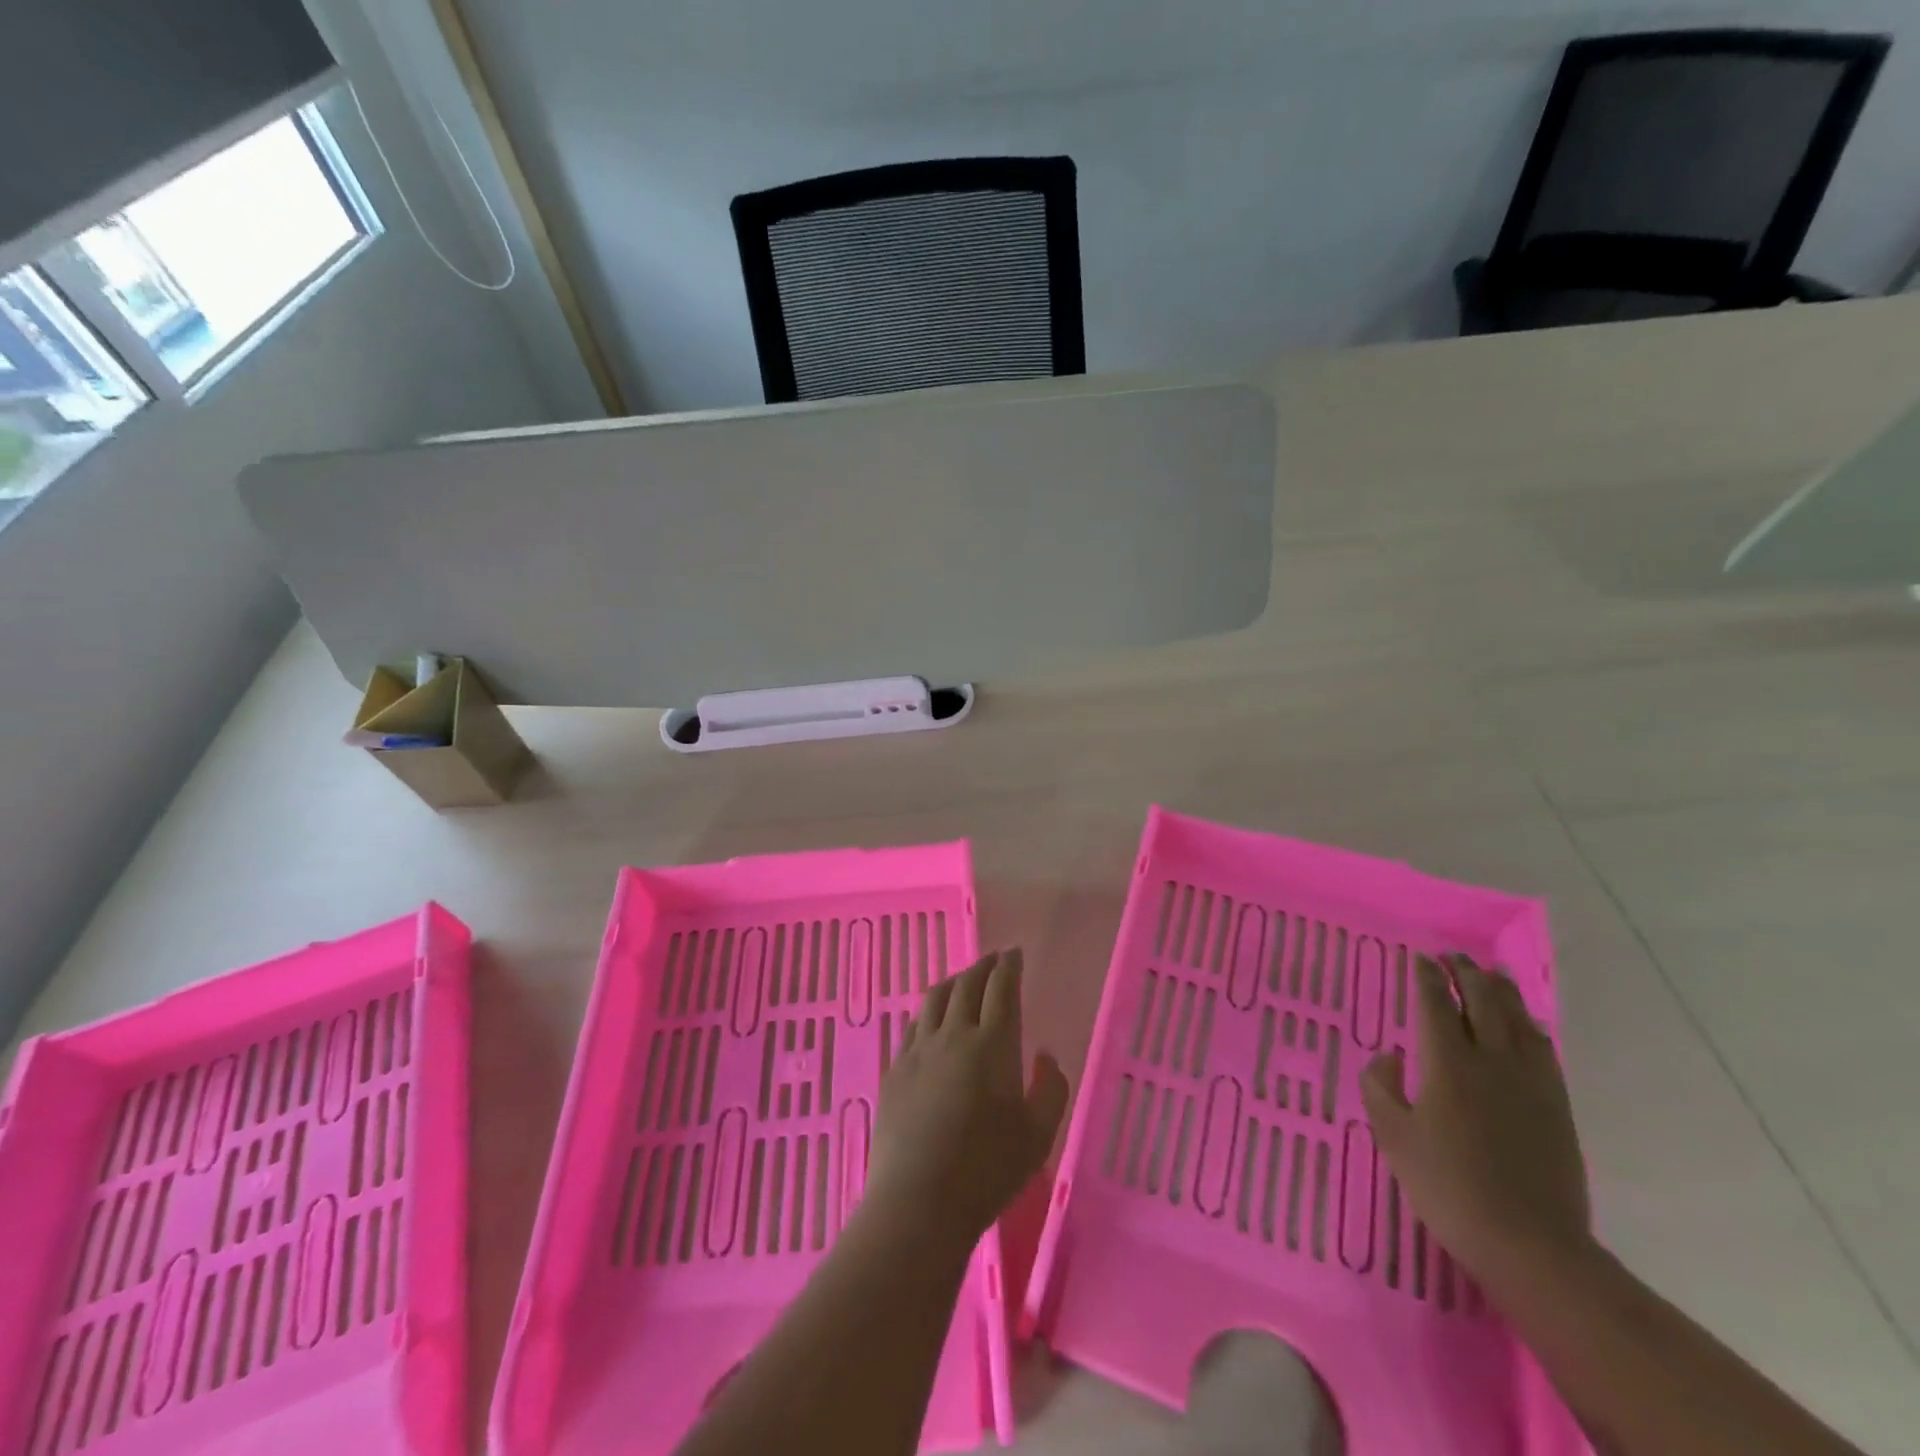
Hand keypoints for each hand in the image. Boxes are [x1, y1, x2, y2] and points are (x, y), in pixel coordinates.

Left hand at [865, 948, 1069, 1249]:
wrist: (918, 1202)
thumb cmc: (987, 1171)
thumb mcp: (1038, 1136)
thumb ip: (1051, 1089)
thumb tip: (1046, 1055)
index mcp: (992, 1045)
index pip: (1001, 989)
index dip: (1009, 967)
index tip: (1015, 954)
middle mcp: (953, 1035)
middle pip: (967, 985)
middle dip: (983, 966)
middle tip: (994, 959)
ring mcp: (919, 1050)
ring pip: (935, 998)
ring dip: (954, 981)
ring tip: (964, 979)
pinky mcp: (895, 1069)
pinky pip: (913, 1024)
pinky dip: (929, 1010)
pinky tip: (931, 1018)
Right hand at [1361, 954, 1589, 1299]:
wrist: (1531, 1244)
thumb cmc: (1449, 1187)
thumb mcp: (1393, 1137)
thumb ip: (1381, 1086)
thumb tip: (1390, 1055)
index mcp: (1448, 1064)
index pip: (1436, 1005)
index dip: (1426, 978)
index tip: (1419, 959)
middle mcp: (1492, 1060)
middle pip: (1482, 1001)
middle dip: (1465, 973)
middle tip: (1452, 956)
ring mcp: (1531, 1082)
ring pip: (1518, 1019)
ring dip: (1500, 991)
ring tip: (1489, 974)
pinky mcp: (1557, 1106)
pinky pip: (1544, 1048)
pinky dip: (1530, 1024)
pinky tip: (1526, 1023)